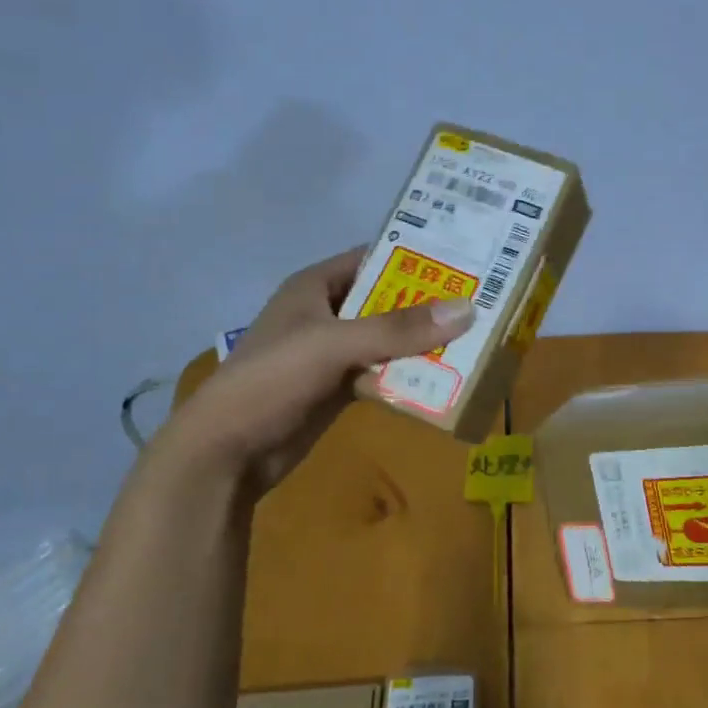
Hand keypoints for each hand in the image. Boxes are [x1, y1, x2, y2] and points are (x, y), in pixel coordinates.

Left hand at [152, 247, 473, 490]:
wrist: (228, 450)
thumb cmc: (273, 378)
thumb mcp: (335, 344)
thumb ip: (398, 329)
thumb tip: (467, 309)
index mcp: (314, 287)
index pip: (372, 259)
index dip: (413, 257)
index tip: (462, 260)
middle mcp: (325, 314)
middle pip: (385, 301)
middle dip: (426, 304)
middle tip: (480, 303)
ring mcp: (331, 354)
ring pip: (386, 340)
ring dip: (420, 344)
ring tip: (473, 340)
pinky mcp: (337, 388)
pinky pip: (381, 373)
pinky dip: (406, 376)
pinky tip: (442, 380)